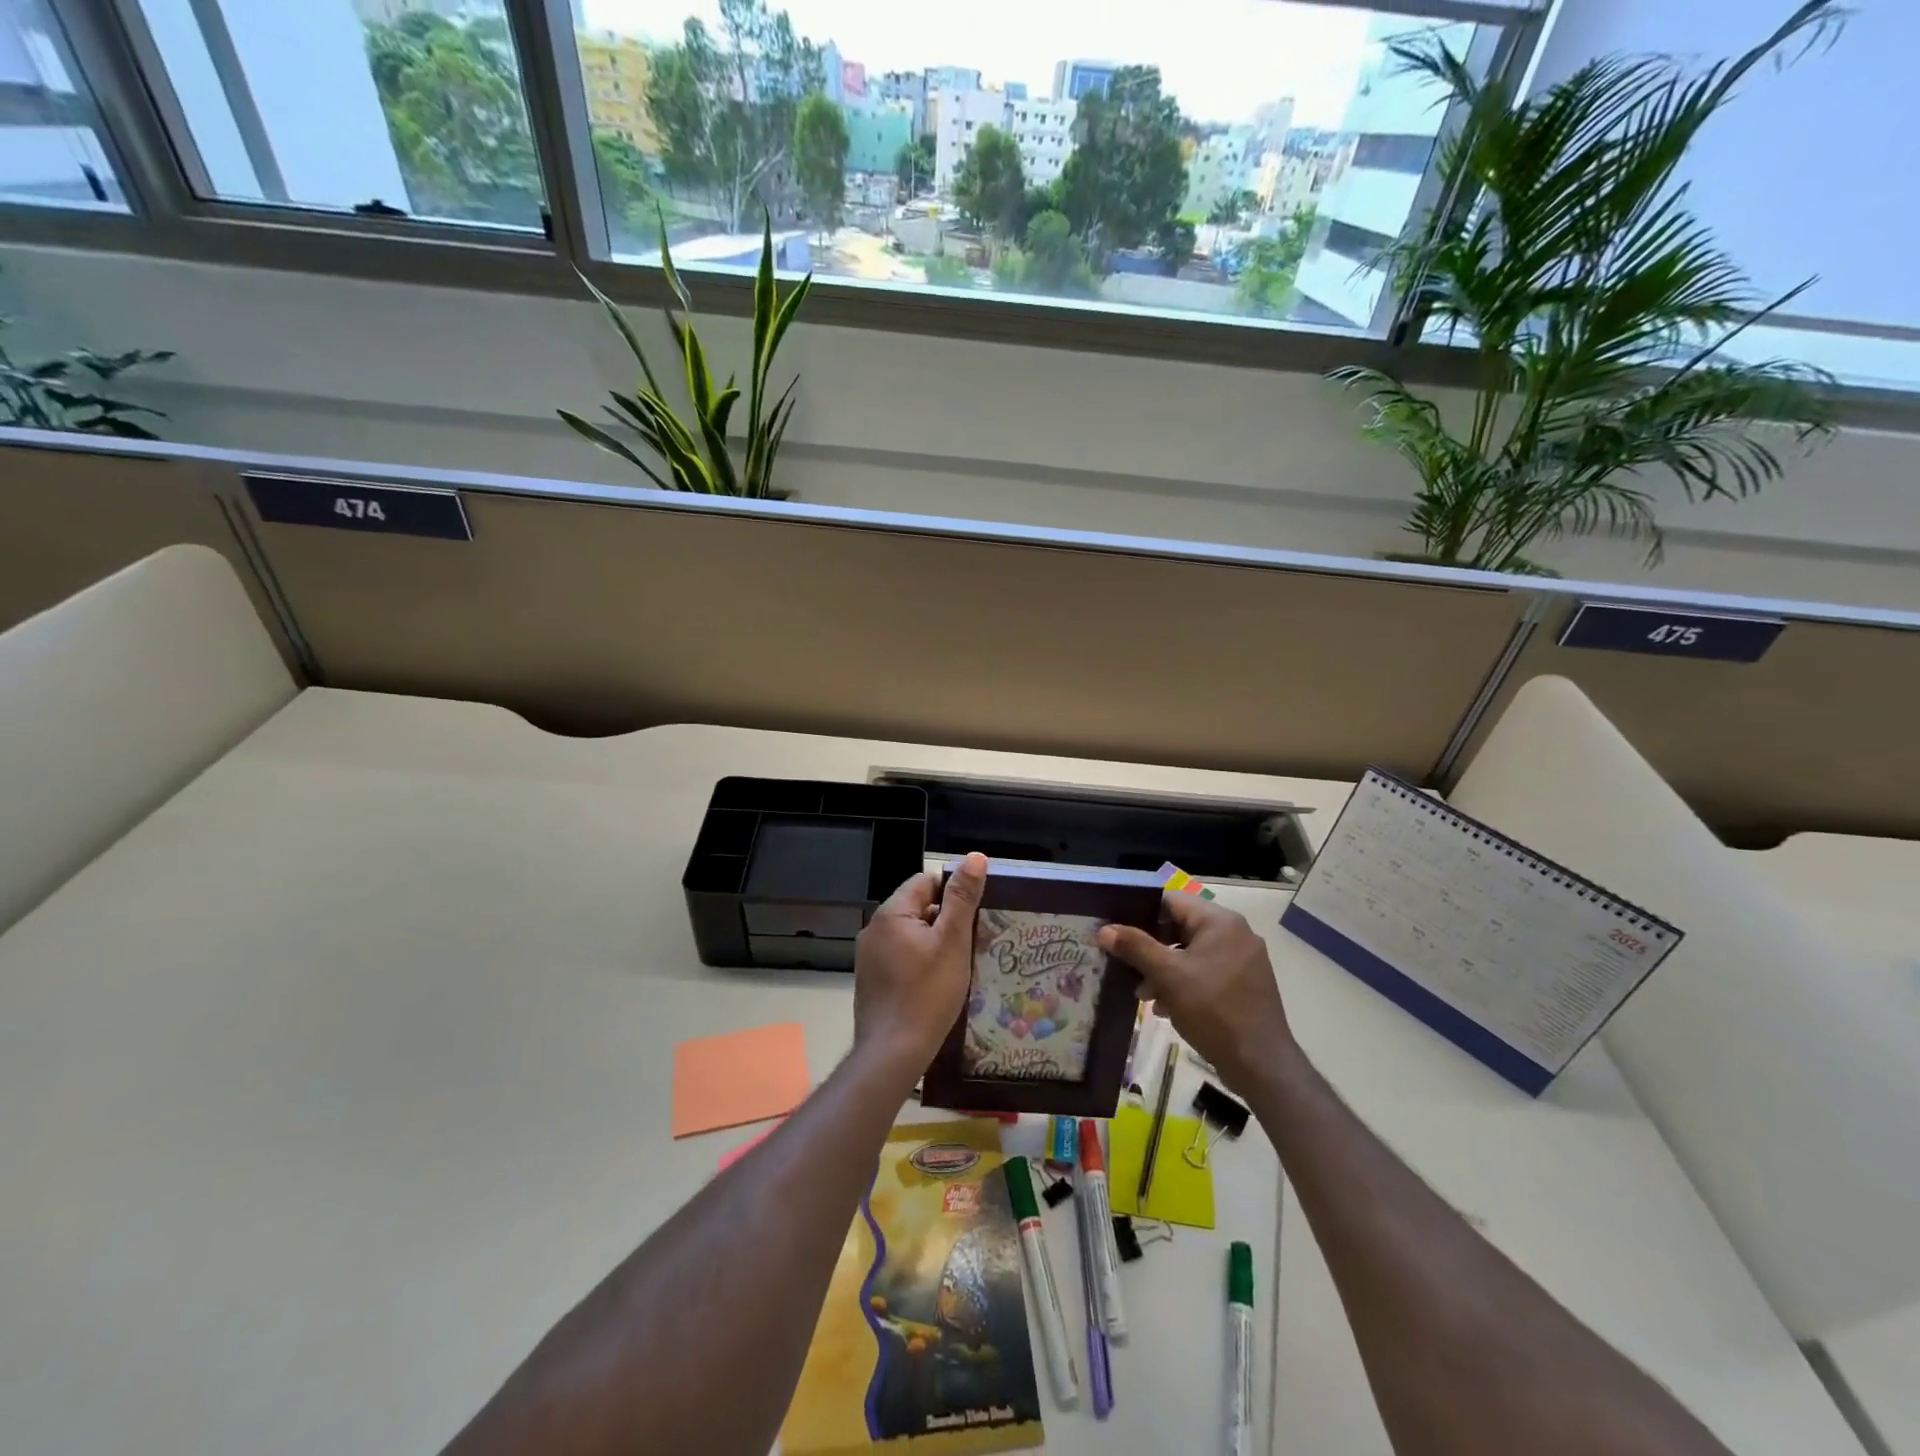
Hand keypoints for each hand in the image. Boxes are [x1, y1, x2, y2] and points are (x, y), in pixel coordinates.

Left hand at [853, 852, 987, 1076]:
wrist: (893, 1054)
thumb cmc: (928, 994)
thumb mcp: (953, 942)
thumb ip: (962, 898)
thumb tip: (974, 857)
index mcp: (890, 913)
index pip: (925, 882)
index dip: (953, 893)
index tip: (975, 914)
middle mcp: (873, 929)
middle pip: (917, 908)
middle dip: (945, 920)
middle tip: (972, 941)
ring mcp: (868, 957)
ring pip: (909, 935)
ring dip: (933, 943)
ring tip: (959, 963)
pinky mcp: (870, 981)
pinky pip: (899, 958)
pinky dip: (919, 962)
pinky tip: (936, 984)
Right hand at [1098, 896, 1296, 1094]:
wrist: (1260, 1064)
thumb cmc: (1212, 1009)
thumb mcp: (1167, 975)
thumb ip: (1135, 947)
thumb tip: (1104, 930)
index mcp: (1220, 921)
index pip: (1171, 901)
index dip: (1140, 913)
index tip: (1117, 930)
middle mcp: (1236, 933)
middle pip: (1181, 928)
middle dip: (1151, 949)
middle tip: (1127, 967)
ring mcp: (1244, 960)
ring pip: (1192, 953)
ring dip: (1165, 970)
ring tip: (1145, 995)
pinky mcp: (1246, 984)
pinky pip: (1207, 972)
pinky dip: (1185, 983)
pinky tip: (1167, 1007)